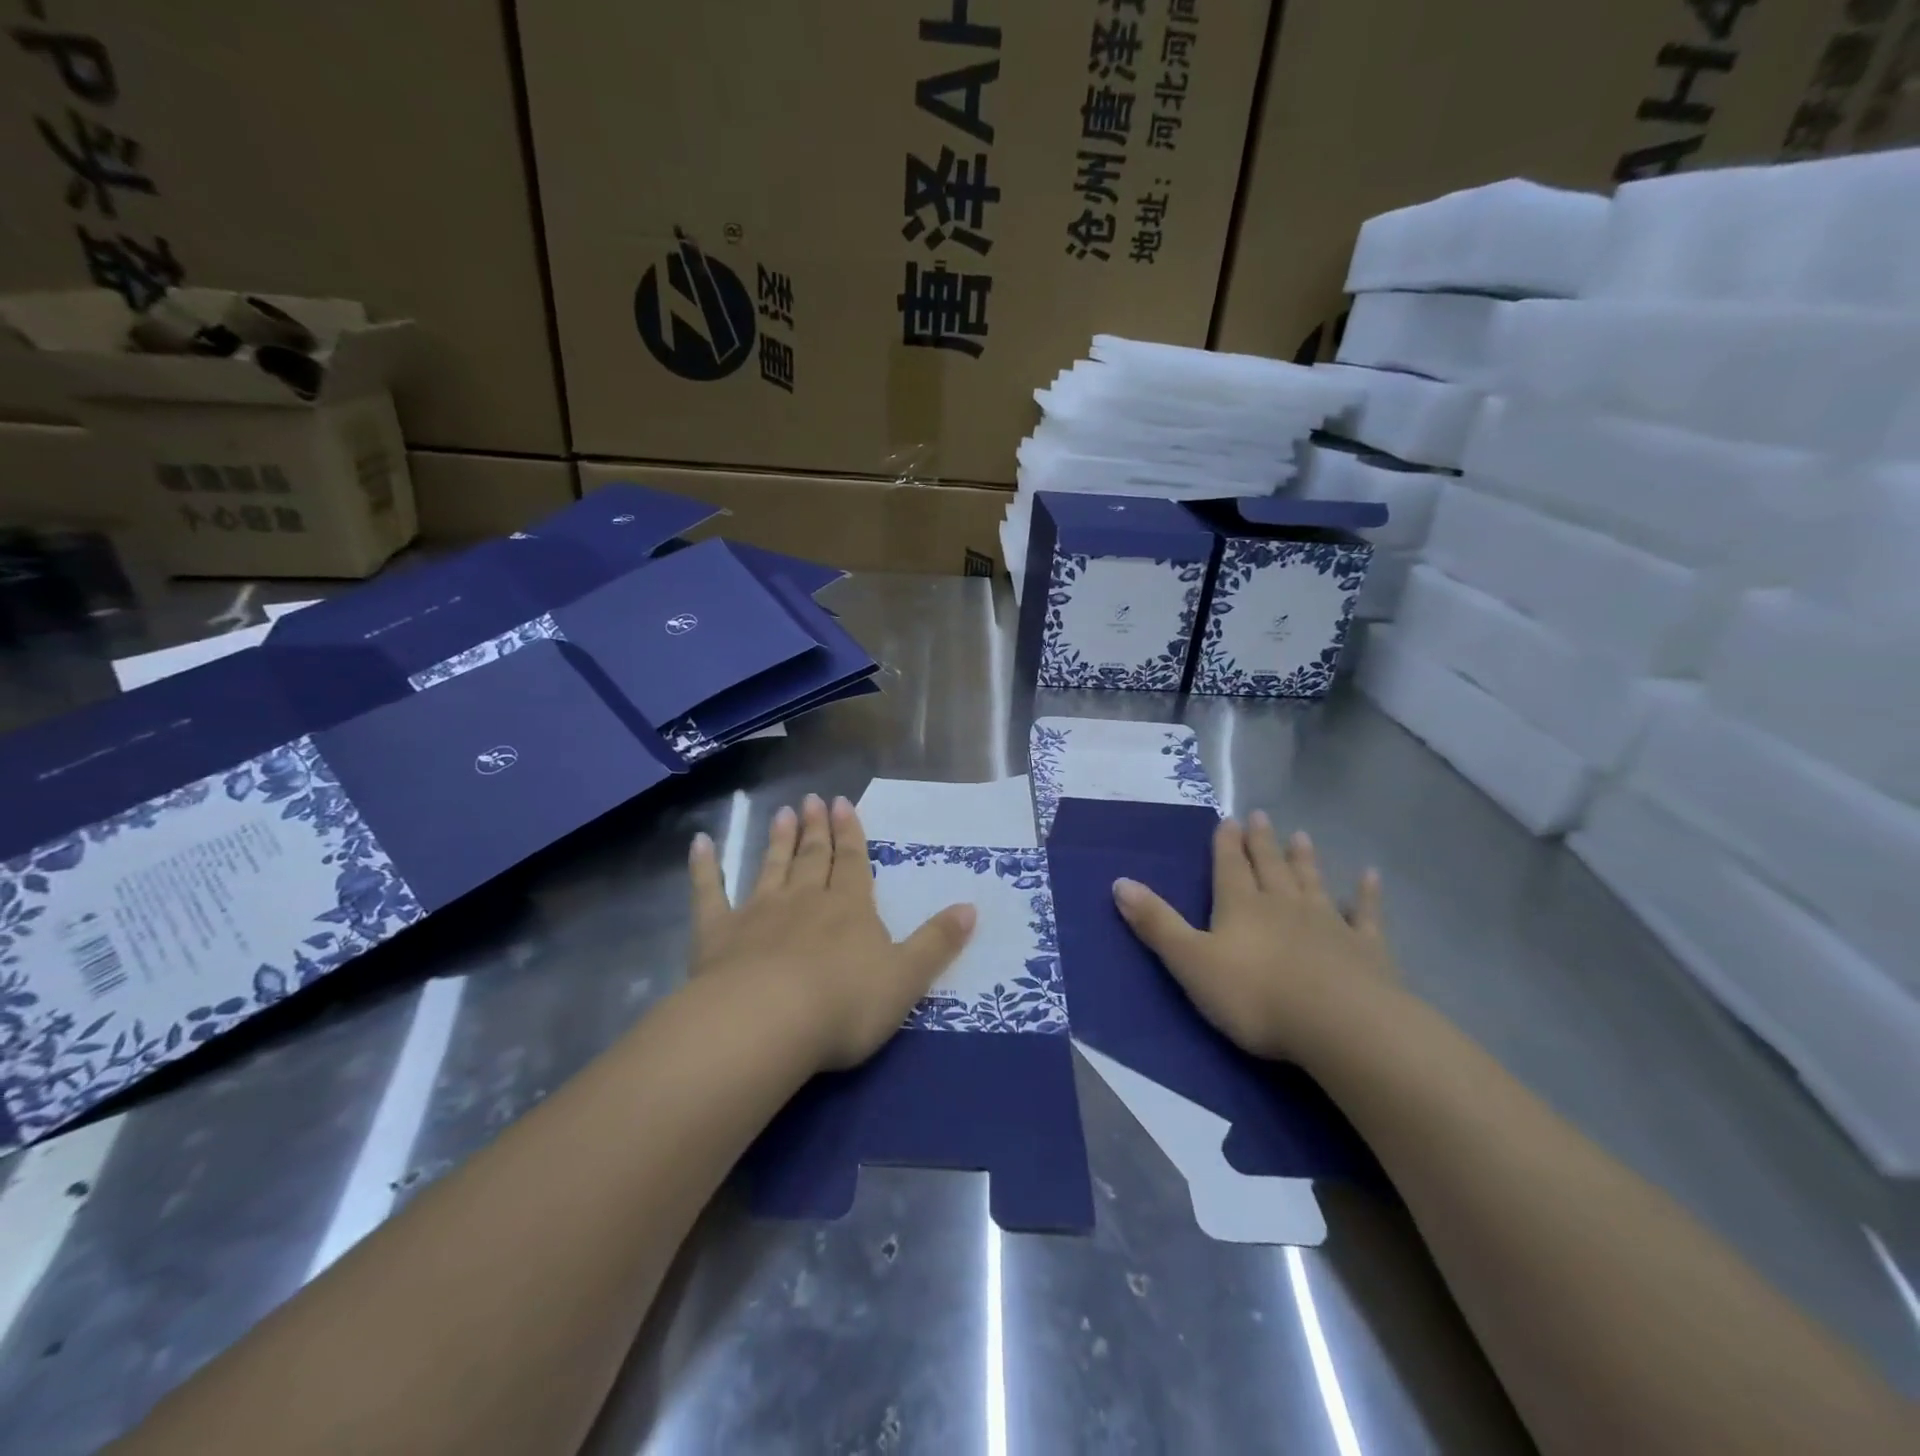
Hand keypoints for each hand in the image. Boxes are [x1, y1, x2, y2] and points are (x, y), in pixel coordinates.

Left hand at [687, 793, 976, 1071]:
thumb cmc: (845, 1004)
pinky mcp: (717, 934)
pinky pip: (708, 894)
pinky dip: (703, 868)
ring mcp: (758, 913)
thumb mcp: (907, 978)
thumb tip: (971, 907)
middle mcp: (805, 900)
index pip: (852, 863)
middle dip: (816, 829)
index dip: (851, 834)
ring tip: (781, 813)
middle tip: (812, 799)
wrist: (768, 1023)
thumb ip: (937, 943)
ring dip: (777, 841)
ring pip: (771, 868)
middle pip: (813, 858)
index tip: (843, 803)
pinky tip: (699, 843)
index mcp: (849, 909)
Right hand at [1113, 812, 1396, 1063]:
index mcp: (1241, 907)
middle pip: (1270, 867)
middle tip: (1262, 816)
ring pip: (1312, 883)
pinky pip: (1365, 915)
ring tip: (1302, 836)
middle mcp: (1283, 905)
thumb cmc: (1255, 996)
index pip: (1230, 867)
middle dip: (1263, 843)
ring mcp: (1328, 924)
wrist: (1340, 1024)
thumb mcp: (1191, 962)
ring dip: (1305, 860)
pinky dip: (1366, 895)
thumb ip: (1157, 924)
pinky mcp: (1366, 950)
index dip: (1226, 844)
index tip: (1228, 818)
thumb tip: (1120, 882)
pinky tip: (1370, 877)